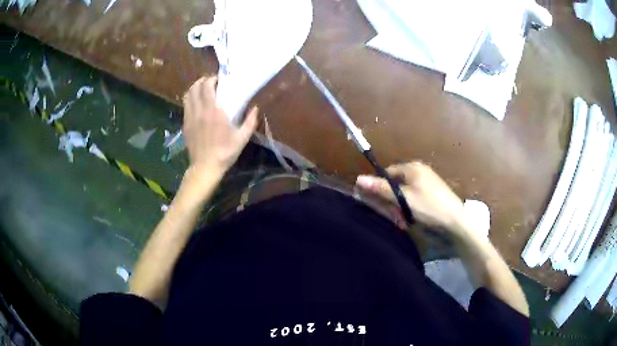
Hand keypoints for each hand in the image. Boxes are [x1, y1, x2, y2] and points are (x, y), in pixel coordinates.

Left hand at [183, 76, 257, 175]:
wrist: (205, 167)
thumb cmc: (225, 153)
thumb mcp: (242, 138)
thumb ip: (250, 122)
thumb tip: (255, 108)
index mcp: (213, 111)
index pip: (207, 87)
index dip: (211, 79)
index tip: (219, 79)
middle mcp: (199, 111)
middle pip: (195, 87)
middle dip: (203, 81)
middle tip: (211, 82)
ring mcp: (190, 117)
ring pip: (188, 95)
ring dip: (195, 88)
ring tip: (203, 90)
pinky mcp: (185, 125)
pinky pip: (185, 105)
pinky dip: (191, 99)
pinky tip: (198, 103)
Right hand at [356, 162, 465, 233]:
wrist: (456, 220)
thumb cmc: (428, 206)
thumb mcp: (403, 199)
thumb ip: (382, 189)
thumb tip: (359, 178)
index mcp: (412, 167)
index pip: (388, 173)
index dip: (380, 187)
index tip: (379, 203)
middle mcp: (420, 170)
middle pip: (397, 183)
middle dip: (393, 201)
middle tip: (395, 216)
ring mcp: (428, 180)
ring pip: (406, 192)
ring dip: (402, 207)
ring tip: (404, 221)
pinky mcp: (434, 191)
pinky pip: (415, 196)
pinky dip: (411, 207)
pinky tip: (414, 218)